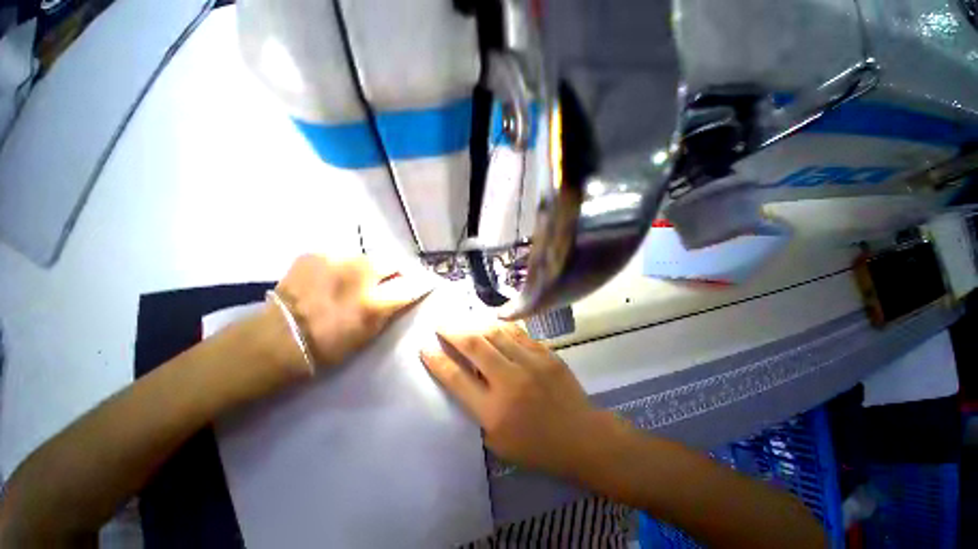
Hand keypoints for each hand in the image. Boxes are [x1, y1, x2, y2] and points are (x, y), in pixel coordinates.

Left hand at [273, 254, 432, 368]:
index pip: (412, 285)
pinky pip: (343, 256)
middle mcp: (358, 274)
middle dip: (398, 270)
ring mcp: (335, 259)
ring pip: (368, 257)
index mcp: (373, 302)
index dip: (422, 283)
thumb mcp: (370, 332)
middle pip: (393, 261)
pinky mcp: (316, 253)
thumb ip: (391, 308)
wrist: (277, 338)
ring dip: (370, 268)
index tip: (426, 282)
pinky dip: (346, 265)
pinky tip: (335, 277)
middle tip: (392, 280)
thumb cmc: (329, 345)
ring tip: (358, 280)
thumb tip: (407, 292)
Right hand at [420, 323, 618, 478]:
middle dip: (453, 332)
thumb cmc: (536, 446)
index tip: (425, 347)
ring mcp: (530, 363)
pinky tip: (493, 322)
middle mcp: (509, 381)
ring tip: (464, 319)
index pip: (456, 379)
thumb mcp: (497, 440)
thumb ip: (478, 408)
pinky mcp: (546, 353)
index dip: (437, 361)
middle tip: (442, 323)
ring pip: (496, 333)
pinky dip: (501, 326)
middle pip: (474, 347)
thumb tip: (465, 377)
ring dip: (475, 324)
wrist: (581, 437)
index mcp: (493, 410)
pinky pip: (518, 333)